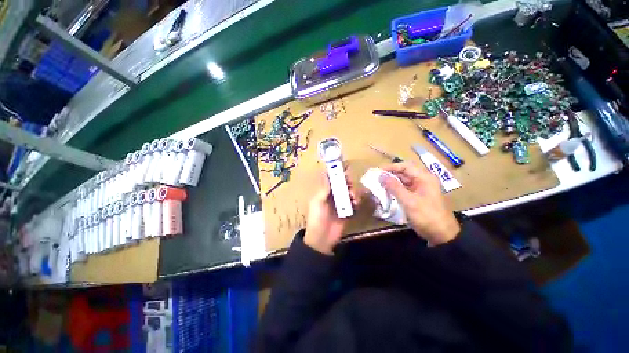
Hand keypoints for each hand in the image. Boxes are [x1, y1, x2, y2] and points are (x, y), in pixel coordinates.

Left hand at [304, 168, 359, 254]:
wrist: (322, 239)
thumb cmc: (317, 218)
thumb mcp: (318, 202)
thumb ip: (324, 188)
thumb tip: (326, 172)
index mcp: (323, 192)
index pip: (330, 178)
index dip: (336, 172)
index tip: (344, 167)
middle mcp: (332, 195)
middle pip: (342, 183)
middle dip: (347, 181)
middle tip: (350, 183)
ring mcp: (341, 203)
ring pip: (349, 192)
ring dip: (353, 191)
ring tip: (353, 196)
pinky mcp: (348, 211)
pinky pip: (354, 202)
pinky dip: (356, 201)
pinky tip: (356, 203)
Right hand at [380, 162, 459, 245]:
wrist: (442, 235)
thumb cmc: (426, 216)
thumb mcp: (409, 201)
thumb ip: (394, 187)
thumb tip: (381, 175)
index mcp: (424, 178)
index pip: (405, 166)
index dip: (391, 167)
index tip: (378, 172)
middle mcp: (423, 180)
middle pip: (404, 173)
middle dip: (390, 175)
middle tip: (376, 180)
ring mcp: (421, 189)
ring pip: (403, 182)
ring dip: (391, 183)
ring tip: (379, 186)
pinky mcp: (418, 197)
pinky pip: (404, 190)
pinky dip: (395, 191)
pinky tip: (386, 194)